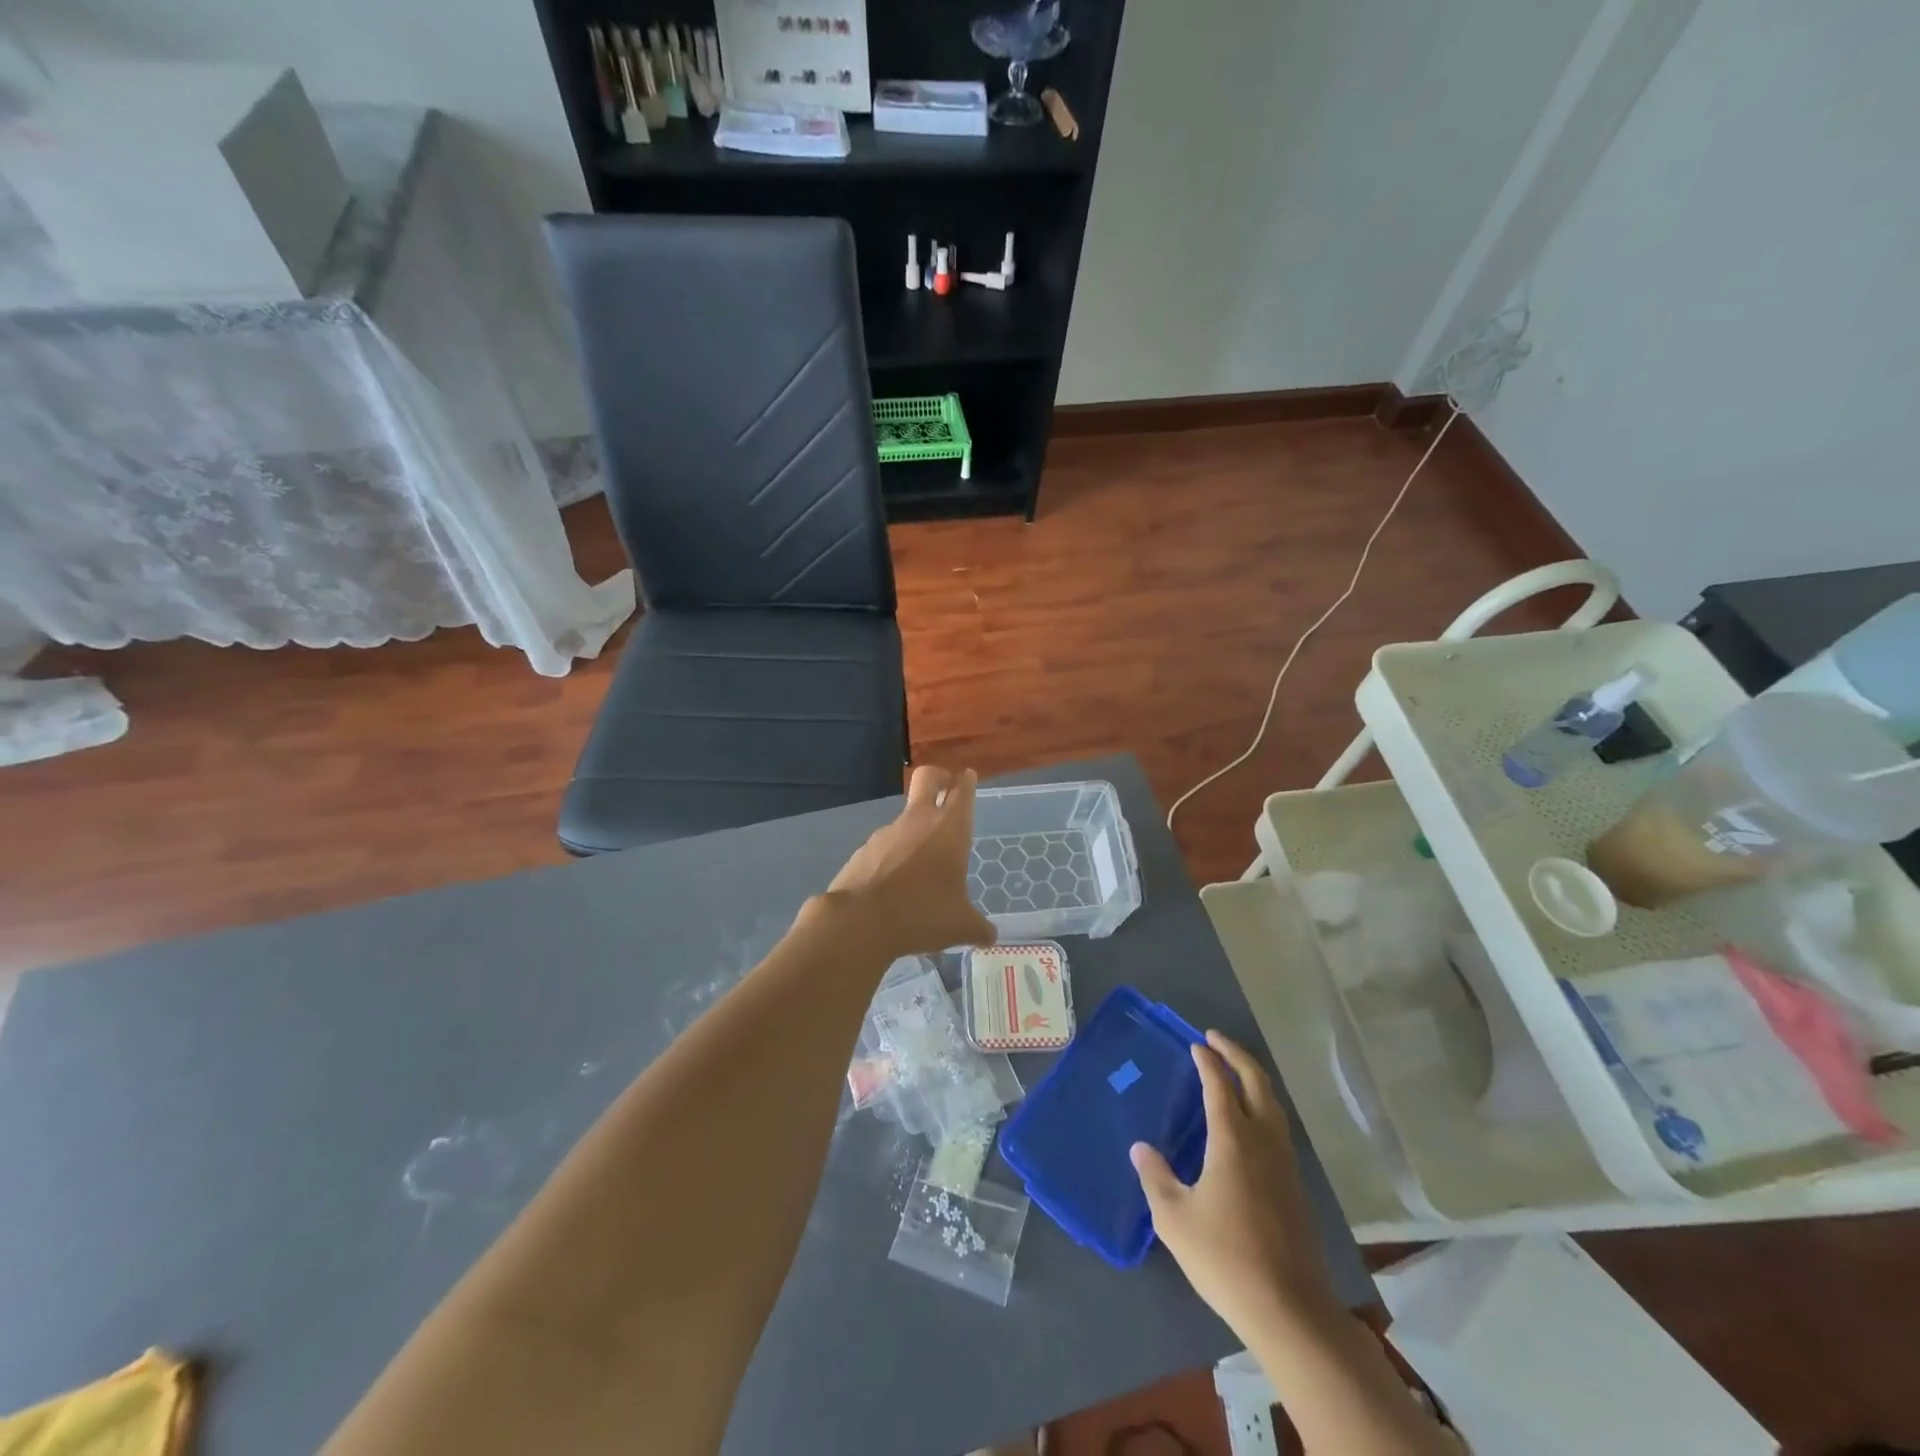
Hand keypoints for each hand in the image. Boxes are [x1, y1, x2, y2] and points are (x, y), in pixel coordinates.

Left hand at [823, 766, 996, 958]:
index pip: (962, 792)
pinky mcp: (864, 850)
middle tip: (948, 788)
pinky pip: (885, 847)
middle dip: (940, 777)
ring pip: (906, 819)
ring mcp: (887, 833)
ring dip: (916, 831)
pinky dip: (894, 858)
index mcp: (949, 830)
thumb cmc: (921, 914)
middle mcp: (918, 822)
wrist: (860, 922)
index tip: (968, 777)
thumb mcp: (960, 927)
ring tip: (923, 867)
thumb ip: (979, 928)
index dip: (967, 782)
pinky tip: (897, 886)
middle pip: (928, 778)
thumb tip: (990, 936)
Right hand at [1131, 1031, 1339, 1344]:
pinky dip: (1263, 1107)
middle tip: (1215, 1039)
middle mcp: (1264, 1142)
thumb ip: (1156, 1178)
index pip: (1220, 1086)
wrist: (1290, 1310)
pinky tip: (1250, 1124)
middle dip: (1236, 1055)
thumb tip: (1141, 1149)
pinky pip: (1278, 1128)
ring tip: (1233, 1072)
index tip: (1196, 1044)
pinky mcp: (1296, 1187)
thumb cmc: (1225, 1258)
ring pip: (1273, 1105)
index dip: (1208, 1061)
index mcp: (1233, 1140)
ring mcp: (1285, 1164)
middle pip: (1257, 1083)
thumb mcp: (1174, 1219)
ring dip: (1253, 1079)